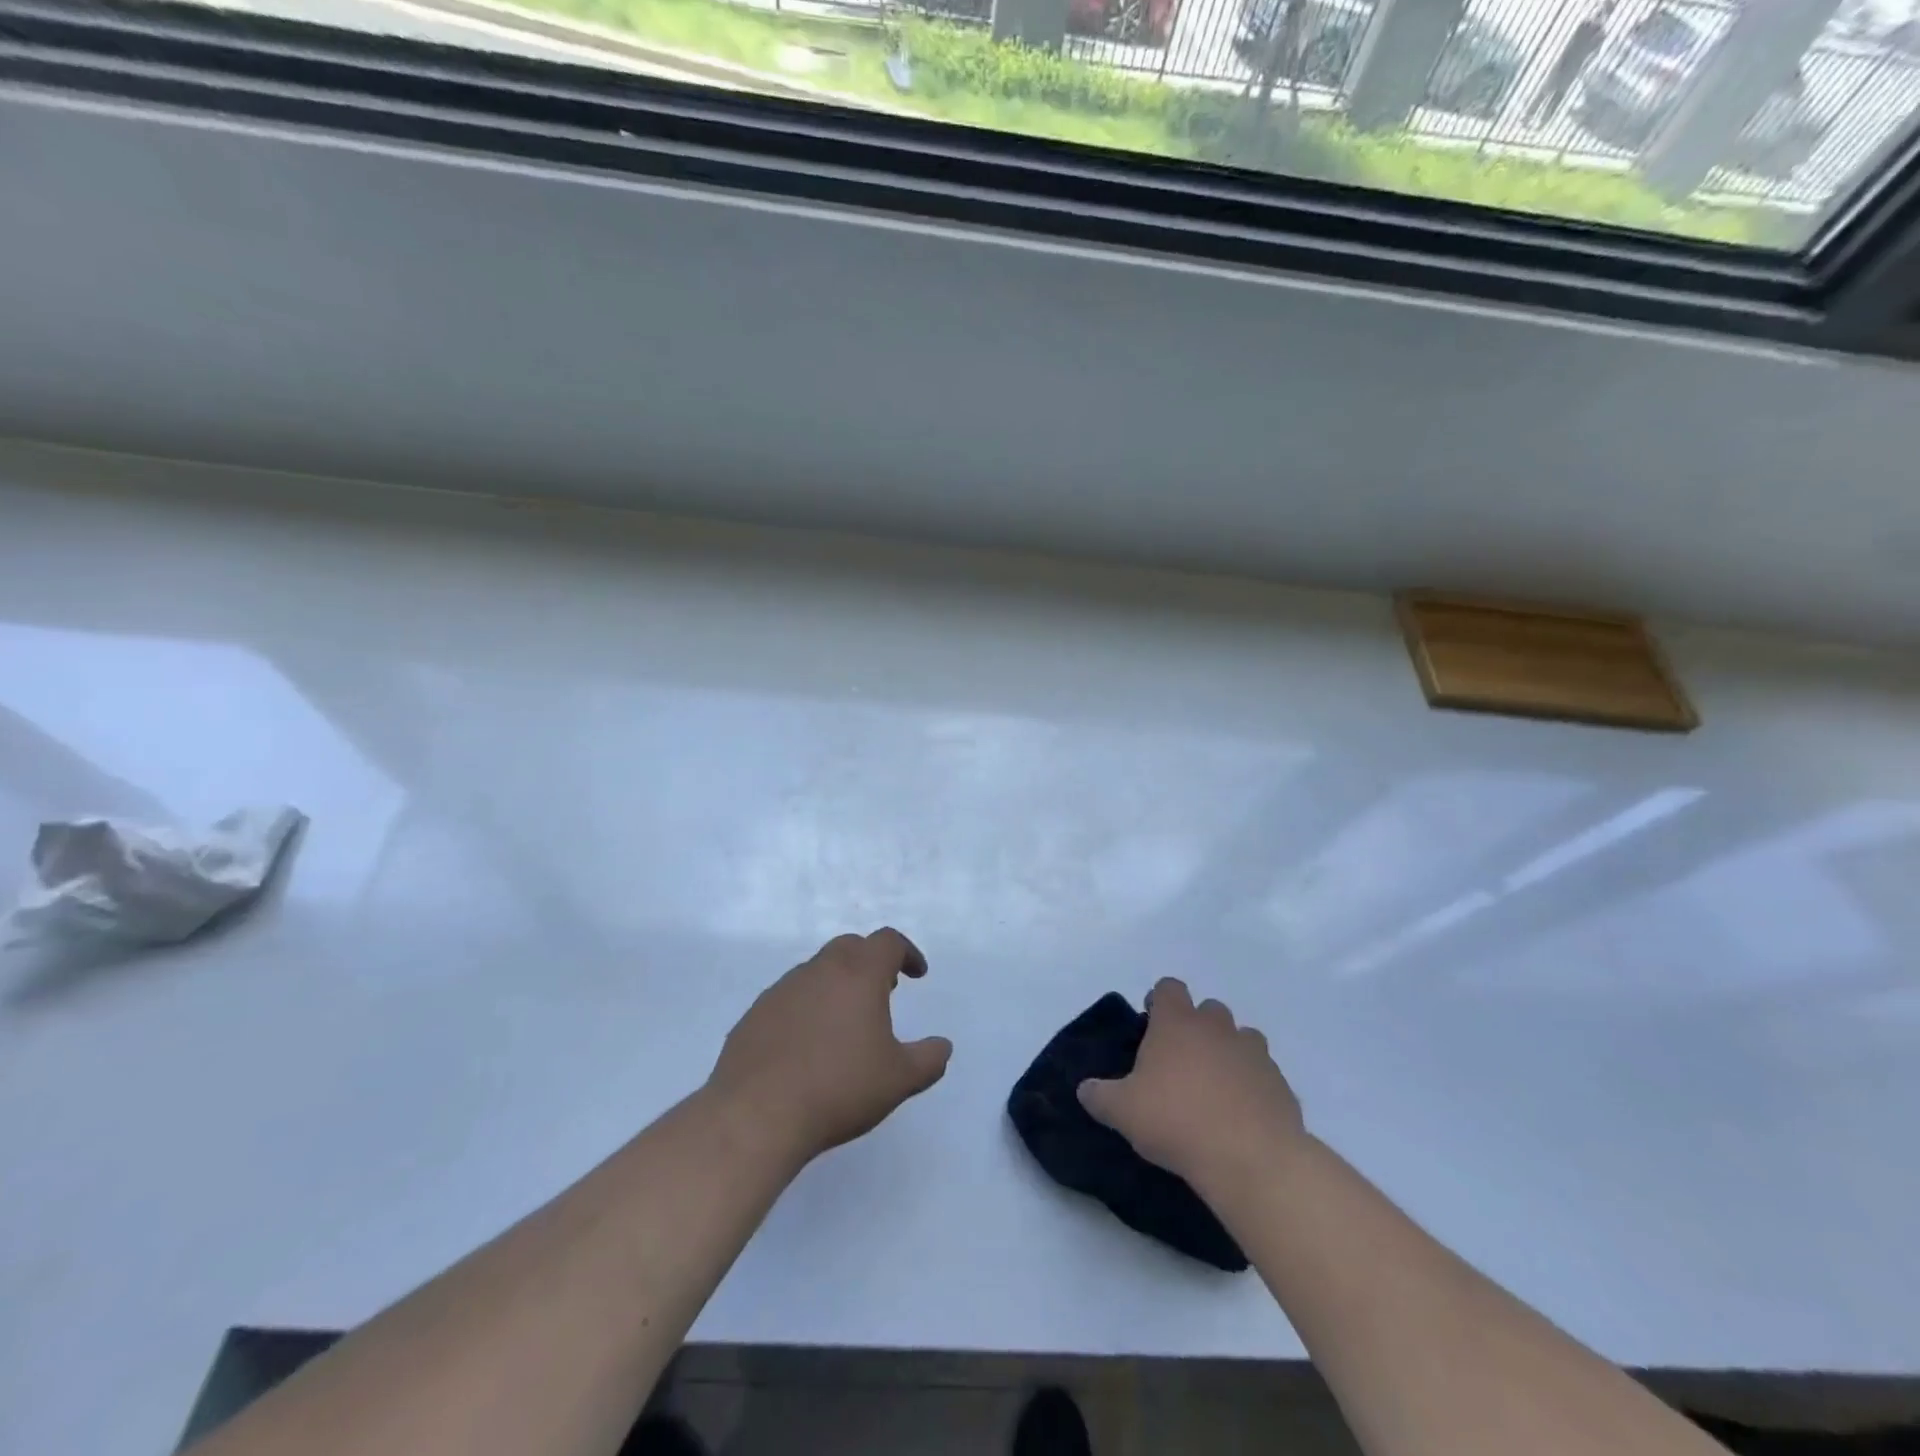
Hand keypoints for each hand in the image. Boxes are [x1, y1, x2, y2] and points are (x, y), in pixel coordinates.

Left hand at [706, 928, 952, 1167]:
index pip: (888, 941)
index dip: (907, 952)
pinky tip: (807, 1045)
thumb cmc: (839, 1088)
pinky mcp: (754, 1014)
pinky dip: (806, 1008)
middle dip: (871, 962)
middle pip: (850, 947)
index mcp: (859, 974)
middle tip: (883, 992)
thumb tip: (943, 1046)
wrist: (757, 1114)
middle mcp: (820, 970)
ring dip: (836, 984)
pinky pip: (788, 998)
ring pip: (816, 971)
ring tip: (844, 1023)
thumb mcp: (899, 1079)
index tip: (916, 974)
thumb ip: (928, 1059)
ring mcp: (782, 989)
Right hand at [1077, 978, 1304, 1188]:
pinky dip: (1252, 1085)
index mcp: (1177, 1022)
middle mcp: (1217, 1027)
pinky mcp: (1280, 1083)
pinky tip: (1241, 1115)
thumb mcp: (1122, 1111)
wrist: (1251, 1158)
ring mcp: (1253, 1053)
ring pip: (1241, 1038)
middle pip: (1209, 1009)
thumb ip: (1099, 1095)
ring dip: (1228, 1053)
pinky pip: (1263, 1074)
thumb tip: (1085, 1089)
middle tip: (1181, 1062)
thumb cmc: (1176, 1121)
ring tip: (1215, 1088)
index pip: (1169, 987)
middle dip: (1196, 1027)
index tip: (1152, 1024)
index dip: (1160, 1001)